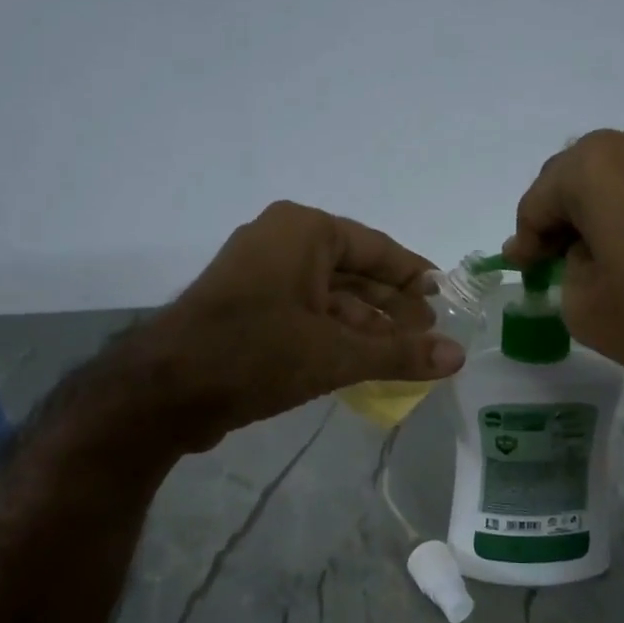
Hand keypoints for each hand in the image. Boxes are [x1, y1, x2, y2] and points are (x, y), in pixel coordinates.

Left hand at [118, 201, 465, 452]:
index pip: (376, 248)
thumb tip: (458, 356)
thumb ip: (399, 353)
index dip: (413, 274)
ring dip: (365, 323)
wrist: (165, 391)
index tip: (443, 296)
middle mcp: (280, 241)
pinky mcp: (246, 306)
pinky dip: (334, 333)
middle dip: (391, 304)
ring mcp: (259, 274)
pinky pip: (304, 311)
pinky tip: (362, 360)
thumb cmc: (256, 355)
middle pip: (353, 270)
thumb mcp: (336, 354)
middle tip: (428, 332)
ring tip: (403, 351)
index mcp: (303, 231)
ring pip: (328, 294)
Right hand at [503, 119, 623, 412]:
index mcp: (595, 165)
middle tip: (555, 262)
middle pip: (578, 179)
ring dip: (602, 213)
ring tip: (601, 257)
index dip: (525, 240)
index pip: (538, 201)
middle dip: (562, 219)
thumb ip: (563, 270)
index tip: (524, 271)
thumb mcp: (585, 307)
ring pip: (620, 179)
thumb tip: (579, 253)